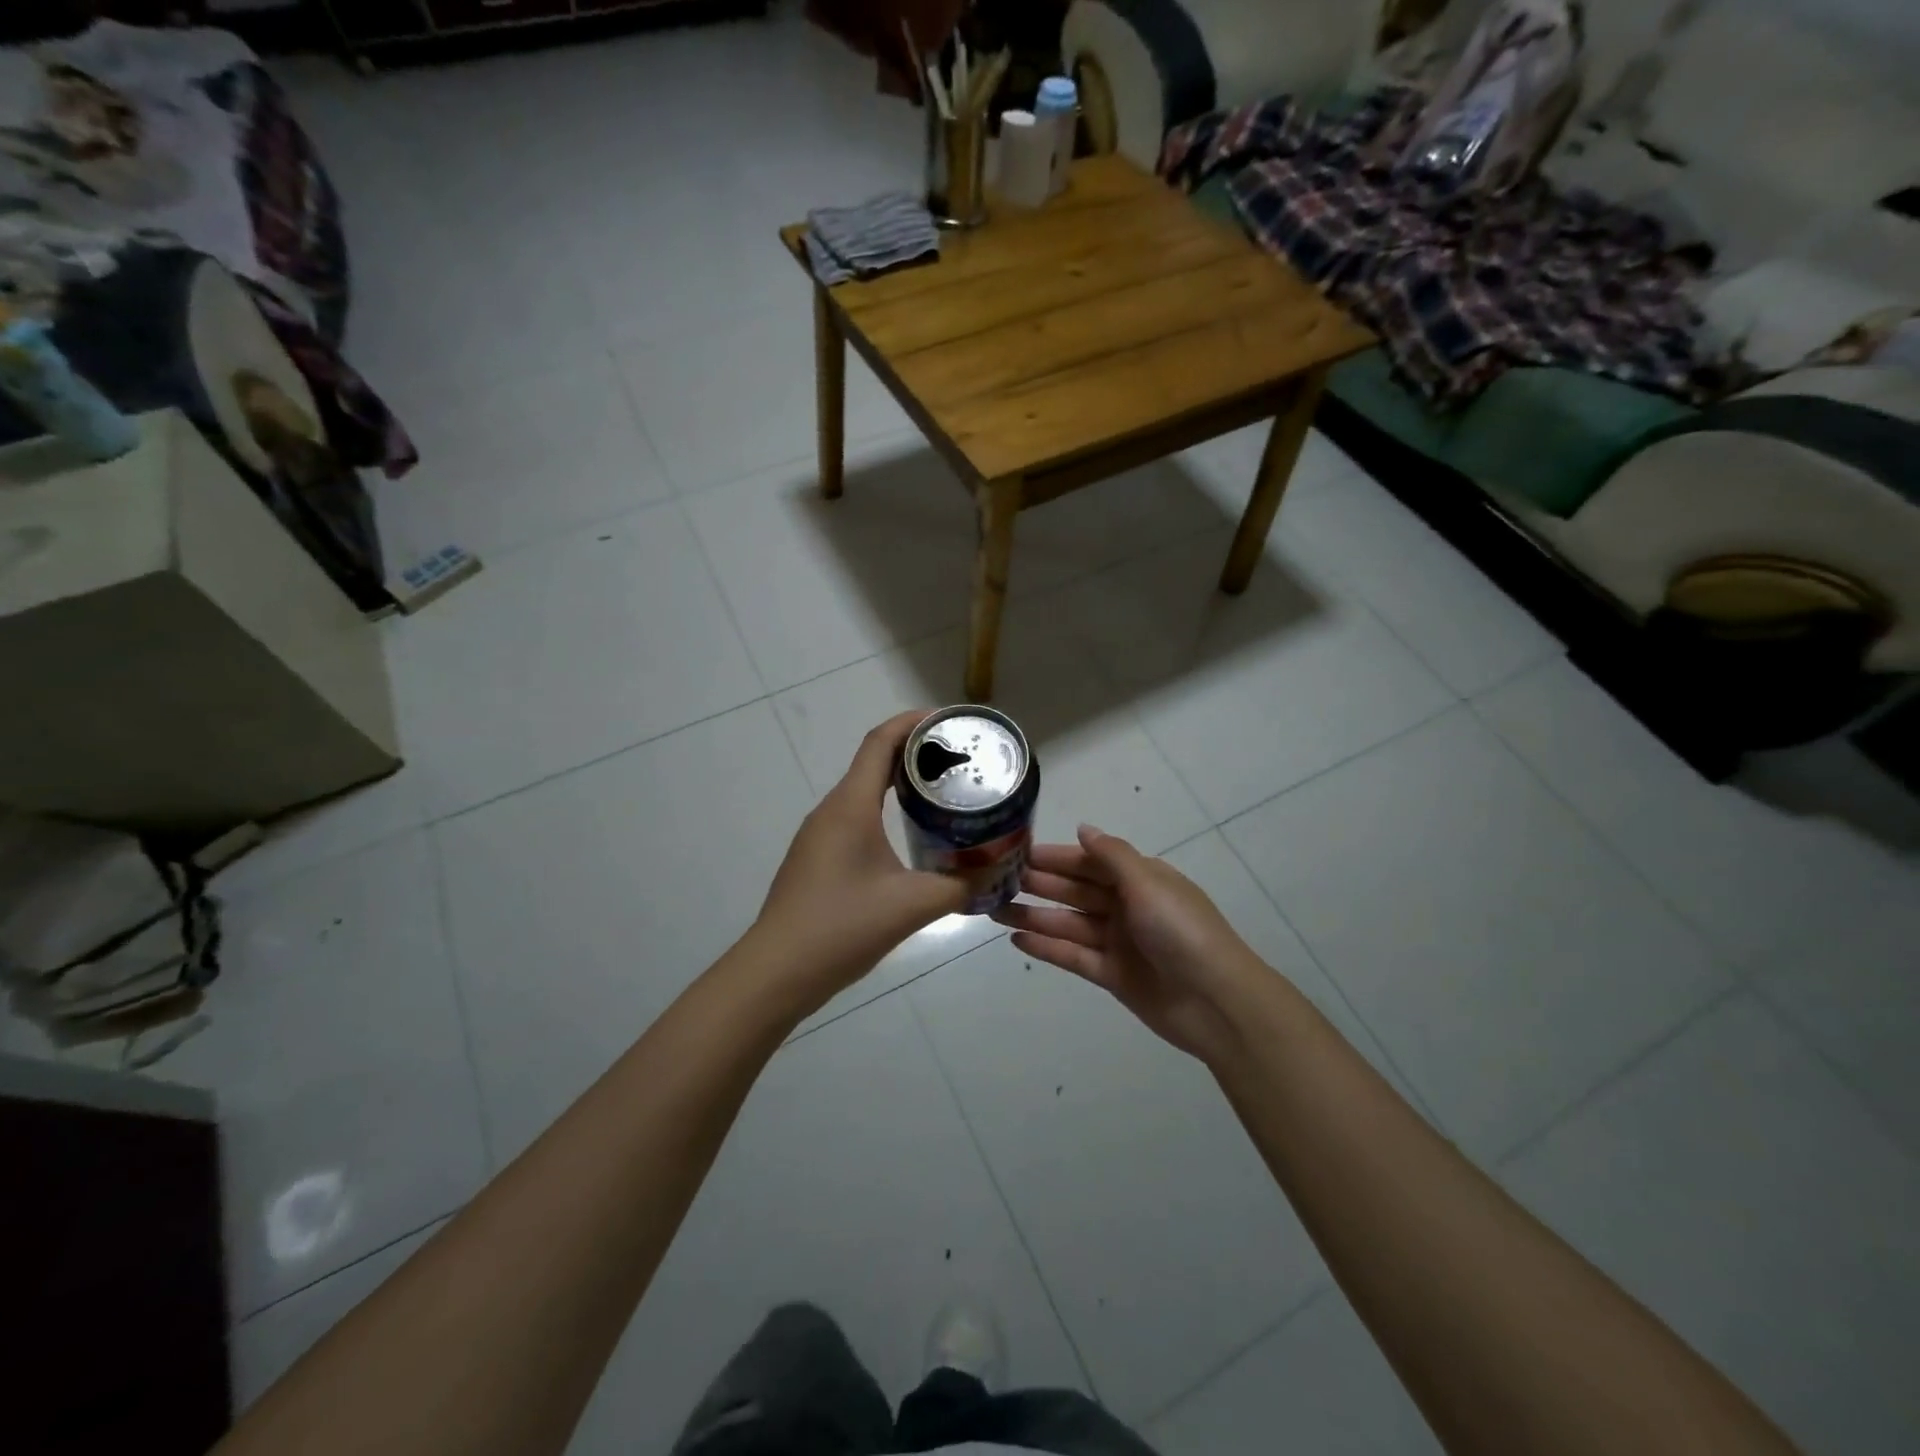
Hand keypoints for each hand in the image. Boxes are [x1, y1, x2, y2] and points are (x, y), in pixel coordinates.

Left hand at [751, 710, 966, 1010]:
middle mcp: (832, 810)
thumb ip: (960, 886)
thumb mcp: (911, 906)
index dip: (914, 722)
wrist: (776, 972)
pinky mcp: (818, 857)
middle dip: (916, 752)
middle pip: (874, 761)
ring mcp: (820, 834)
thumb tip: (996, 872)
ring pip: (864, 791)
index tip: (951, 721)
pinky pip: (855, 816)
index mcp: (850, 806)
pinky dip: (886, 809)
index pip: (881, 742)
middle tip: (960, 758)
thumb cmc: (841, 928)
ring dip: (901, 782)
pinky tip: (911, 834)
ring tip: (943, 791)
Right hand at [993, 824, 1263, 1061]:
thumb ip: (1112, 855)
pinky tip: (1016, 939)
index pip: (1089, 862)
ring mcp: (1119, 942)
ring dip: (1034, 916)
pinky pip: (1073, 956)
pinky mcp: (1112, 975)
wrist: (1216, 1001)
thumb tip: (1083, 828)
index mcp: (1140, 879)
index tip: (1018, 852)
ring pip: (1068, 923)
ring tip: (993, 910)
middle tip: (995, 880)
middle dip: (1039, 884)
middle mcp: (1127, 906)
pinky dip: (1047, 947)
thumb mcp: (1148, 883)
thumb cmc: (1181, 930)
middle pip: (1075, 891)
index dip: (1055, 857)